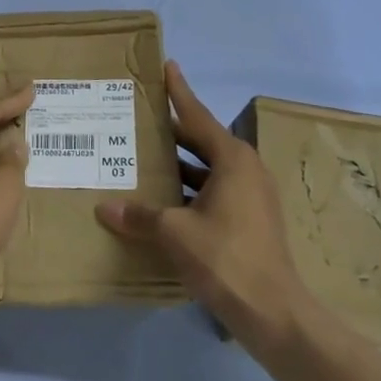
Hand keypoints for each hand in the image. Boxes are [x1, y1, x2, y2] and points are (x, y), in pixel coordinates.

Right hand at [96, 61, 317, 347]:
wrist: (275, 314)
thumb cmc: (226, 258)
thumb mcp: (175, 233)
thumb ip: (139, 216)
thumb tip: (105, 208)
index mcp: (233, 160)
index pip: (198, 115)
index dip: (178, 92)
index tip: (167, 66)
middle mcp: (245, 170)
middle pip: (202, 141)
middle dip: (171, 132)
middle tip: (139, 119)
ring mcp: (252, 197)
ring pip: (207, 169)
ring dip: (179, 165)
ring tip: (142, 159)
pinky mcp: (251, 220)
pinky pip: (214, 191)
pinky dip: (189, 190)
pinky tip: (162, 201)